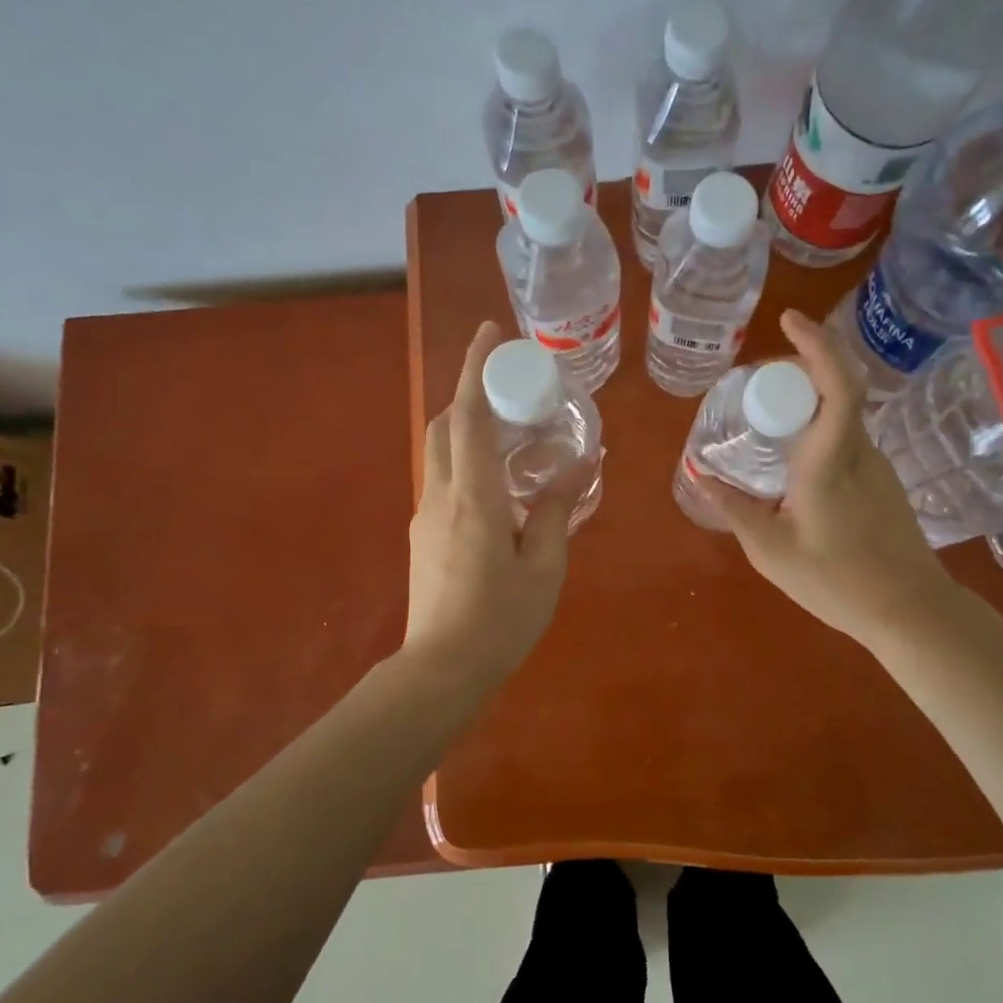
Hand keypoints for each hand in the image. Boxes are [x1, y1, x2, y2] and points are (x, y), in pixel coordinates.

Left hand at [404, 320, 570, 689]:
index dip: (474, 367)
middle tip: (510, 389)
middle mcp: (441, 493)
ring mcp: (426, 514)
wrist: (441, 669)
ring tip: (512, 434)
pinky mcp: (423, 534)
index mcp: (473, 495)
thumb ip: (556, 509)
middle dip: (469, 392)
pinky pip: (444, 478)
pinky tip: (499, 484)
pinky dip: (466, 460)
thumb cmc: (500, 619)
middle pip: (444, 424)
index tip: (488, 332)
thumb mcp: (544, 565)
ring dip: (467, 427)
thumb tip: (579, 465)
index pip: (468, 414)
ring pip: (440, 451)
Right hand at [699, 310, 953, 651]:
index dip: (816, 344)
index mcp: (830, 461)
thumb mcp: (772, 551)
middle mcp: (858, 450)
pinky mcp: (882, 478)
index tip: (789, 321)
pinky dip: (819, 423)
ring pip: (843, 410)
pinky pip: (846, 433)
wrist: (910, 611)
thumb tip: (701, 476)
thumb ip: (734, 510)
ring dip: (809, 396)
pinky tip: (794, 453)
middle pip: (838, 385)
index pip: (836, 384)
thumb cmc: (838, 583)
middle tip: (759, 378)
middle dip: (802, 364)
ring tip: (768, 413)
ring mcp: (876, 463)